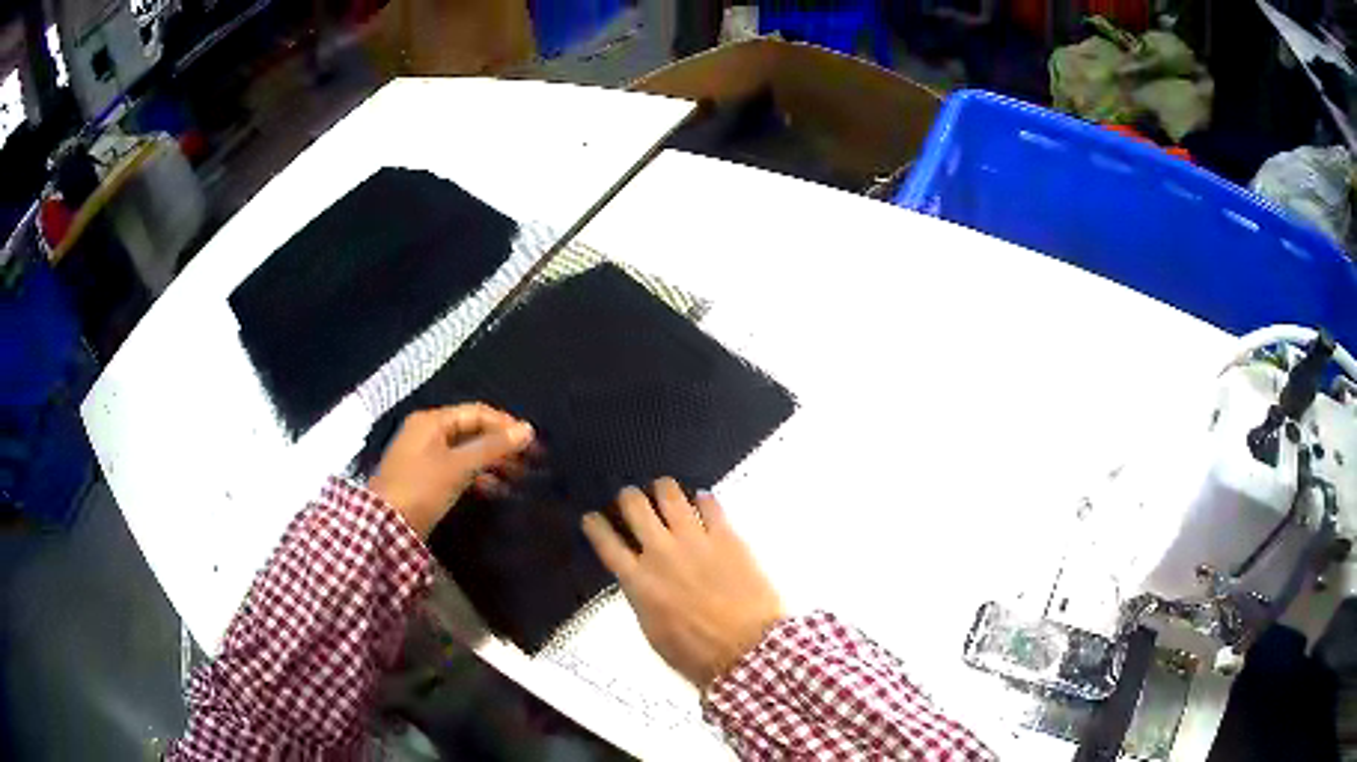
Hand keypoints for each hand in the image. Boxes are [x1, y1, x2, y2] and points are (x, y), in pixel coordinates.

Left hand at [369, 404, 533, 537]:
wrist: (385, 525)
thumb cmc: (421, 488)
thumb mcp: (459, 466)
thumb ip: (493, 447)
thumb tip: (527, 429)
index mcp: (431, 421)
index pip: (477, 413)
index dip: (505, 424)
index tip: (531, 442)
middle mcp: (426, 432)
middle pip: (471, 431)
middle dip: (500, 445)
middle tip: (528, 461)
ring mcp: (423, 455)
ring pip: (465, 451)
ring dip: (491, 462)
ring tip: (516, 477)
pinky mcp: (424, 478)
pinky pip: (457, 468)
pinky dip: (476, 476)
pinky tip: (494, 489)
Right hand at [581, 478, 784, 687]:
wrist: (745, 649)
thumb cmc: (696, 654)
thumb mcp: (653, 632)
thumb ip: (643, 599)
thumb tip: (642, 583)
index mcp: (637, 581)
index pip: (606, 542)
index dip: (596, 525)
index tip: (593, 518)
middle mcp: (660, 553)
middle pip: (634, 506)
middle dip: (629, 497)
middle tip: (632, 498)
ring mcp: (695, 540)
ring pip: (670, 494)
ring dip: (663, 489)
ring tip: (664, 489)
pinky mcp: (726, 536)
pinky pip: (710, 503)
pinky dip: (703, 499)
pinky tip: (703, 501)